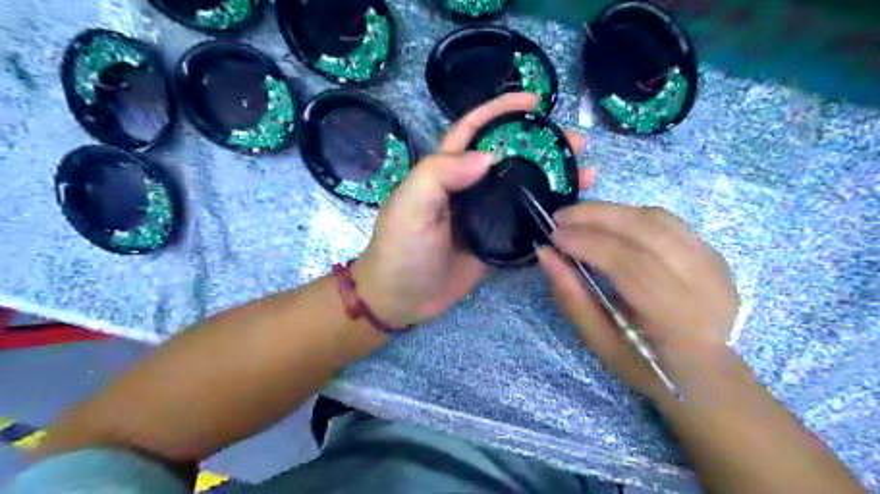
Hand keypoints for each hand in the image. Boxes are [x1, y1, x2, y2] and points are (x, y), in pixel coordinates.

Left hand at [353, 95, 593, 329]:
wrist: (404, 298)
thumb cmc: (401, 248)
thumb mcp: (410, 204)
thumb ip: (441, 173)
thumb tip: (488, 156)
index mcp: (444, 170)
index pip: (473, 130)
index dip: (500, 111)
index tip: (534, 101)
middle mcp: (468, 187)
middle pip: (508, 157)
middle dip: (540, 144)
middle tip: (575, 141)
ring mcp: (485, 215)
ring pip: (521, 187)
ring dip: (551, 177)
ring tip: (585, 171)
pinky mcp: (496, 240)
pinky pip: (525, 220)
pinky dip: (547, 212)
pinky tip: (570, 207)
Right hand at [540, 202, 737, 398]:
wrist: (706, 371)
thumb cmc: (646, 364)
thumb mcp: (600, 340)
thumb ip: (572, 296)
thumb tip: (545, 253)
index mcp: (678, 320)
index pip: (630, 265)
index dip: (590, 244)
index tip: (555, 236)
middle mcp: (704, 285)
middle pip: (647, 232)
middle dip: (598, 218)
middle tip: (561, 217)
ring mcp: (714, 264)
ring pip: (657, 220)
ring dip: (612, 211)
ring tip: (578, 215)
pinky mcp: (713, 252)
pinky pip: (667, 221)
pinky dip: (631, 214)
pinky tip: (608, 220)